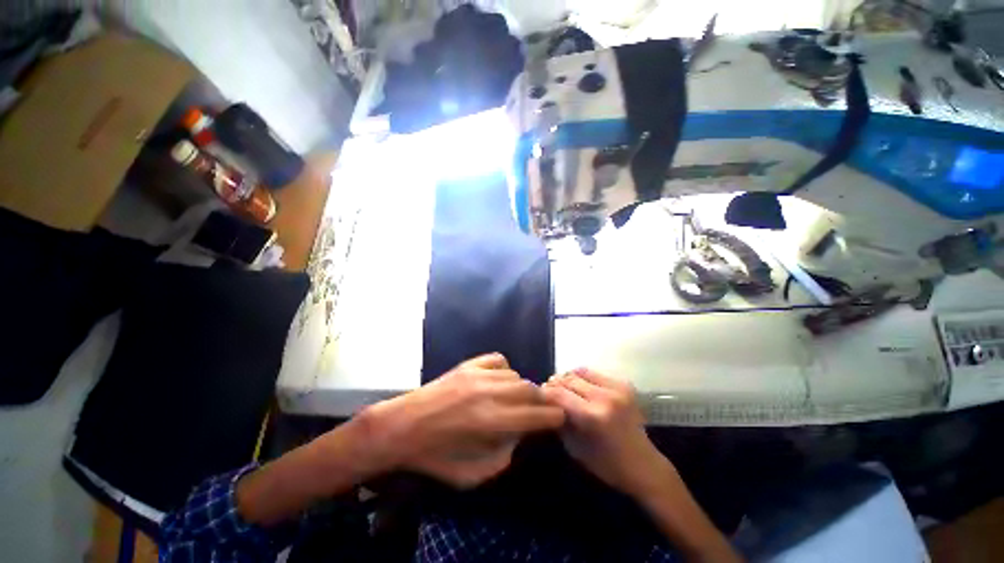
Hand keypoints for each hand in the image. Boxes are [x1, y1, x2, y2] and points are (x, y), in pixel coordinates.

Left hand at [361, 353, 564, 487]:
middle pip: (530, 390)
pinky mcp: (468, 365)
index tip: (559, 418)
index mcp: (490, 422)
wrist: (401, 426)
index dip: (553, 416)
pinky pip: (498, 360)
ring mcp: (477, 374)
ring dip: (522, 388)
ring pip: (516, 375)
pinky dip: (505, 370)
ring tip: (518, 399)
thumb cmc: (434, 456)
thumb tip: (520, 435)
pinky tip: (500, 381)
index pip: (535, 415)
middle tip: (541, 411)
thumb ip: (503, 456)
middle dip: (542, 401)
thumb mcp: (471, 475)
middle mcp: (489, 393)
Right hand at [543, 368, 672, 498]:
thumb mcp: (574, 447)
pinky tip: (580, 387)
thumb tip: (546, 400)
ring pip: (580, 371)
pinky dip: (582, 377)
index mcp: (593, 416)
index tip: (538, 395)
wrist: (644, 466)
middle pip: (569, 379)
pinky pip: (594, 373)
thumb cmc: (606, 464)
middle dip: (555, 383)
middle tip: (549, 391)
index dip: (545, 392)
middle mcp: (605, 397)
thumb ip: (559, 419)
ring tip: (563, 387)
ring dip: (568, 378)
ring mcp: (617, 388)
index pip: (560, 393)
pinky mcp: (624, 384)